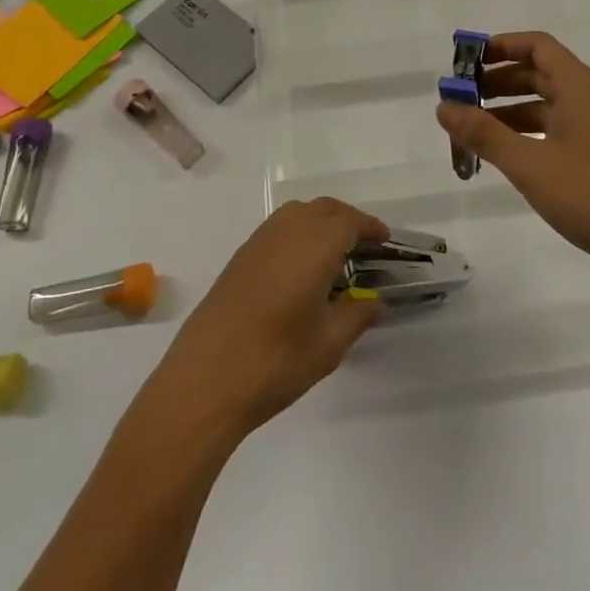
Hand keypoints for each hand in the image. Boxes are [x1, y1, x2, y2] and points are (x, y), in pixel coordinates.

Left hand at [147, 198, 387, 439]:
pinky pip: (276, 229)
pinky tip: (300, 271)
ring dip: (320, 223)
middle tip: (364, 246)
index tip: (385, 240)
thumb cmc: (276, 362)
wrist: (204, 381)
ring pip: (297, 214)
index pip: (349, 221)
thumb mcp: (329, 345)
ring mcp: (257, 243)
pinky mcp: (238, 259)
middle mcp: (286, 233)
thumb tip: (375, 301)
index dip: (369, 227)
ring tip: (334, 256)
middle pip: (323, 209)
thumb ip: (357, 315)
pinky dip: (297, 234)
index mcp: (314, 247)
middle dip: (347, 220)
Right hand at [435, 31, 589, 295]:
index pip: (538, 46)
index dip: (501, 46)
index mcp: (580, 88)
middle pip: (540, 74)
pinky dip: (529, 134)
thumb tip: (444, 106)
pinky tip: (508, 156)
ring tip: (475, 131)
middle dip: (498, 82)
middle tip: (462, 99)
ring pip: (548, 106)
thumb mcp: (530, 164)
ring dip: (510, 111)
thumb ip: (484, 134)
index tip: (467, 62)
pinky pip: (558, 131)